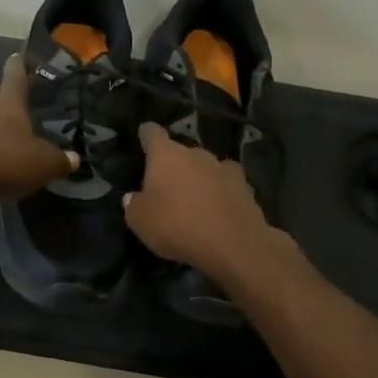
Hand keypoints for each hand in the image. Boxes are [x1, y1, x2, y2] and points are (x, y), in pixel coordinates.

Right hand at [123, 122, 280, 278]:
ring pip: (204, 166)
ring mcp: (223, 166)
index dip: (146, 135)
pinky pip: (224, 183)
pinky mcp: (244, 185)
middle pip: (180, 151)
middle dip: (173, 164)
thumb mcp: (140, 222)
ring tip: (193, 199)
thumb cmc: (177, 226)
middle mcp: (195, 153)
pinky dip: (219, 191)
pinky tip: (218, 207)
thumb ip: (133, 204)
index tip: (142, 137)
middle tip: (166, 186)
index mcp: (166, 155)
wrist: (233, 244)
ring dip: (197, 177)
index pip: (152, 133)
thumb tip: (134, 196)